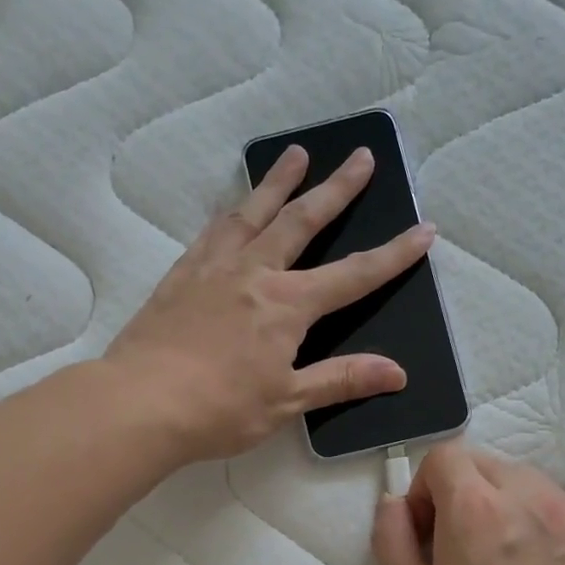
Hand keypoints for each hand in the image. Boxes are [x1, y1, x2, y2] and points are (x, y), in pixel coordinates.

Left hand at [105, 145, 435, 462]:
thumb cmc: (219, 410)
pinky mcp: (181, 275)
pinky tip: (233, 207)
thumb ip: (340, 380)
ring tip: (296, 154)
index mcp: (287, 306)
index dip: (393, 255)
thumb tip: (397, 373)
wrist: (140, 404)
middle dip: (337, 189)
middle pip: (302, 221)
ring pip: (252, 212)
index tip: (423, 230)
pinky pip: (211, 231)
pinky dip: (230, 212)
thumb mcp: (287, 402)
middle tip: (360, 156)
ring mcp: (214, 269)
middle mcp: (254, 273)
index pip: (354, 276)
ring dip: (278, 181)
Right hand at [371, 443, 564, 564]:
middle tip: (458, 546)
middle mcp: (526, 495)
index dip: (425, 490)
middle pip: (484, 463)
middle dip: (461, 491)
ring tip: (504, 551)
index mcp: (474, 508)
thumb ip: (391, 539)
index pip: (444, 457)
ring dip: (505, 499)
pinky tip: (551, 538)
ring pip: (528, 477)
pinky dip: (562, 504)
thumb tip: (393, 503)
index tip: (426, 532)